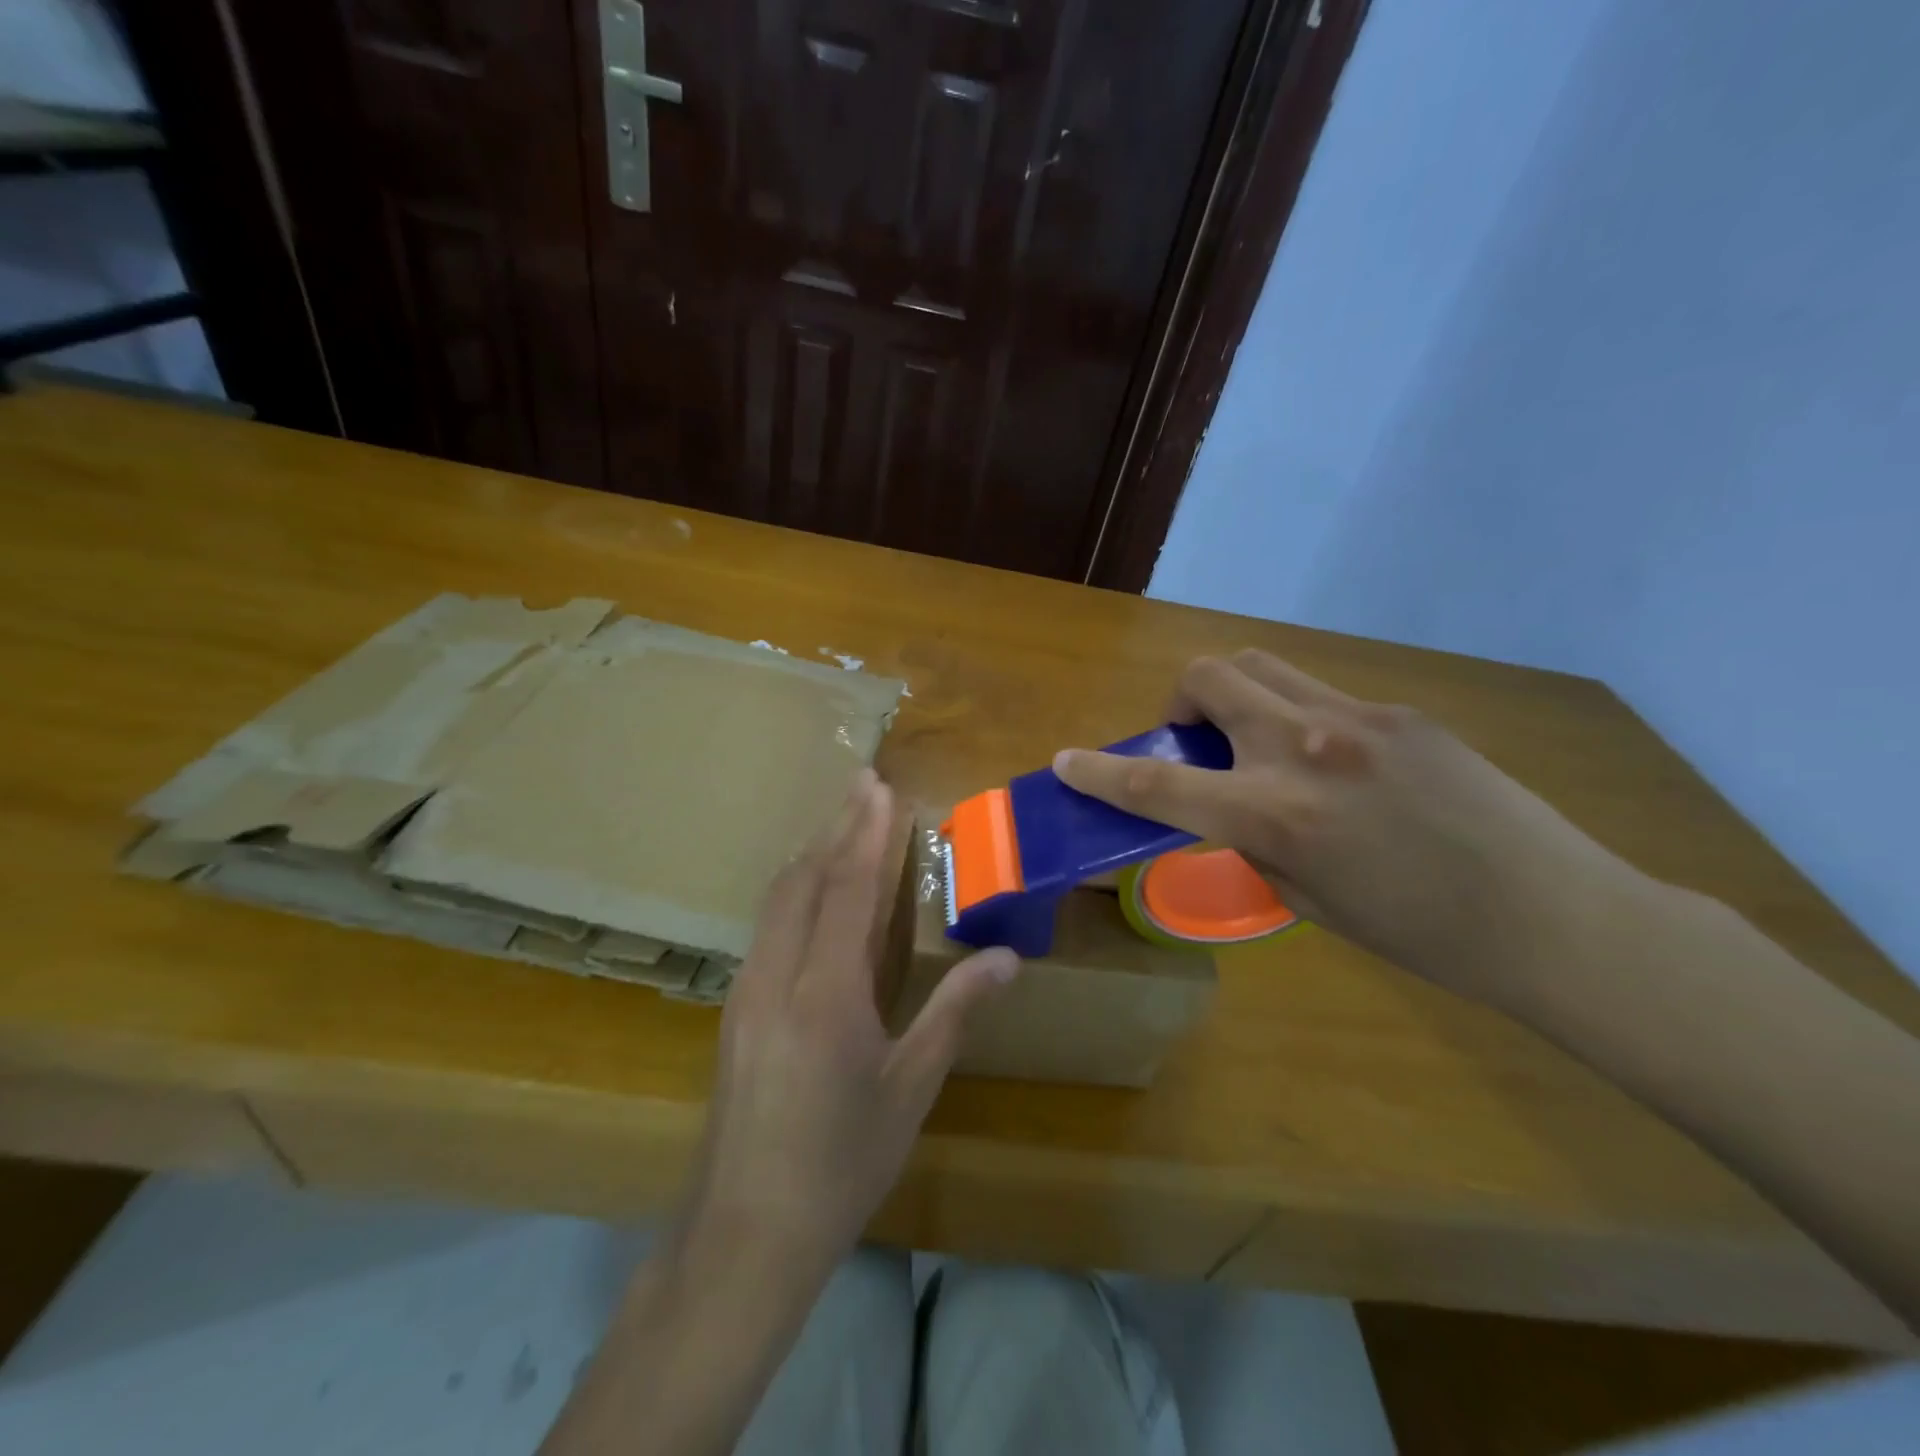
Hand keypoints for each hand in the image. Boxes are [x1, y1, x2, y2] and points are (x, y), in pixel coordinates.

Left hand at [677, 768, 1018, 1273]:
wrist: (744, 1232)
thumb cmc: (842, 1161)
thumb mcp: (911, 1088)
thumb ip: (956, 1013)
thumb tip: (1008, 959)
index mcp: (824, 991)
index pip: (846, 888)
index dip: (865, 832)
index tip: (878, 786)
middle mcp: (776, 975)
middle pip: (803, 879)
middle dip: (834, 826)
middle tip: (861, 785)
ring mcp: (746, 990)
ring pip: (776, 900)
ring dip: (811, 855)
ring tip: (841, 826)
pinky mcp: (735, 1009)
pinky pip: (766, 927)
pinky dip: (794, 891)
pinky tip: (811, 895)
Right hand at [1054, 650, 1651, 1010]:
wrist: (1552, 914)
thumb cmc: (1420, 934)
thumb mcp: (1309, 900)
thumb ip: (1254, 841)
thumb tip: (1229, 807)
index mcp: (1275, 815)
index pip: (1158, 785)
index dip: (1100, 772)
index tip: (1066, 761)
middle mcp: (1304, 748)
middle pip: (1208, 676)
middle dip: (1181, 701)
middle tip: (1197, 740)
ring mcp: (1356, 718)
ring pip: (1261, 665)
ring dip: (1233, 693)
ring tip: (1254, 739)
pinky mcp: (1399, 711)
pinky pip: (1319, 692)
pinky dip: (1294, 714)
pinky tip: (1333, 762)